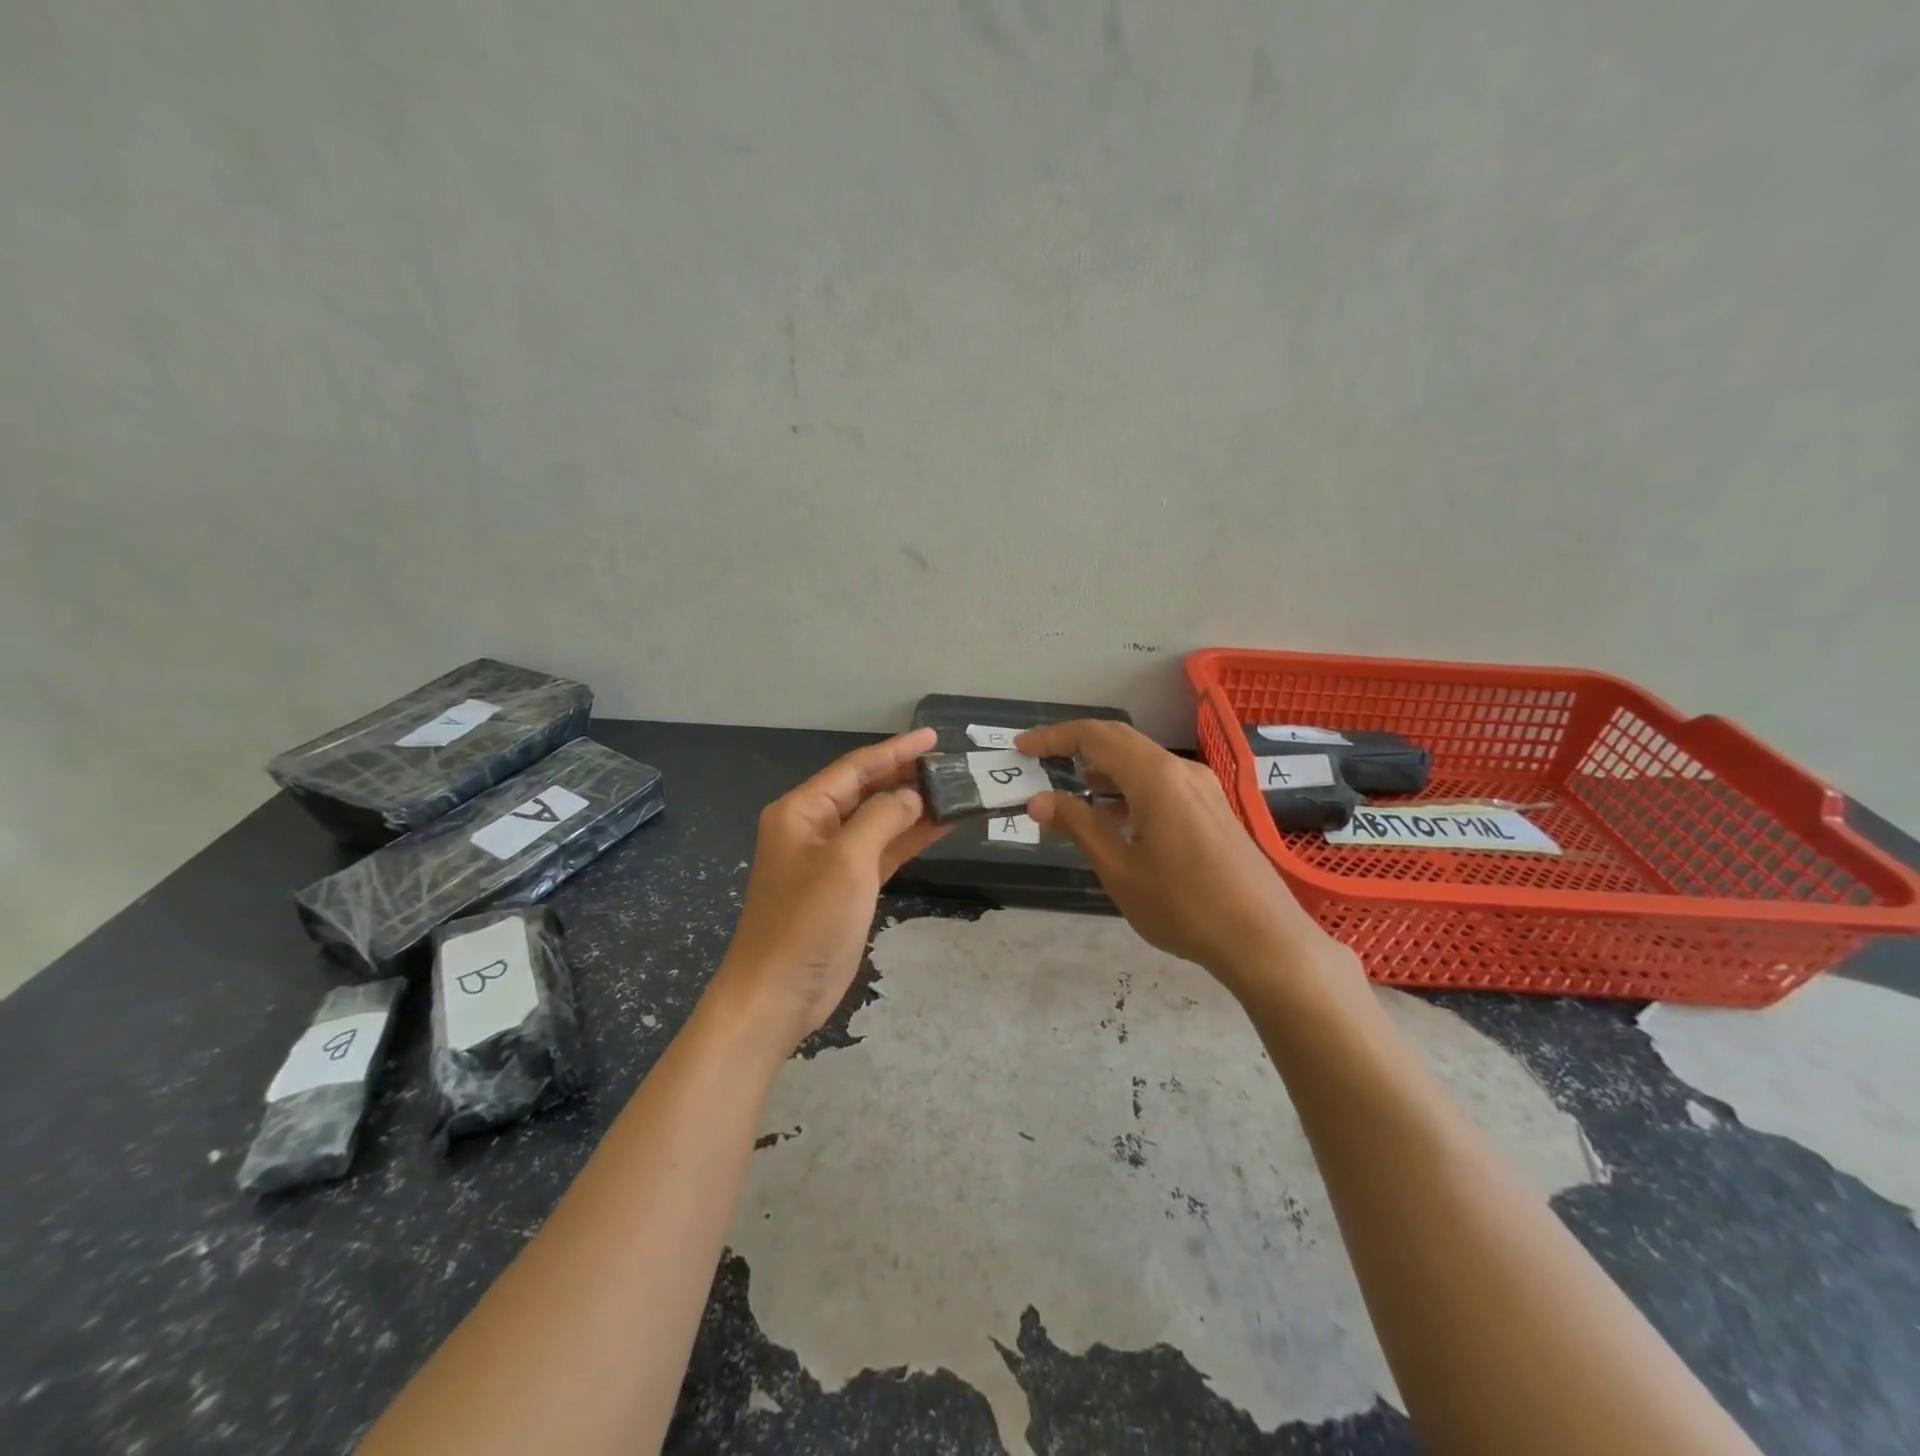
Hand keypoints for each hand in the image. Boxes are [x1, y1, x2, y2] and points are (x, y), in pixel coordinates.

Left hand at [707, 728, 949, 1053]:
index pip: (855, 768)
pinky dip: (909, 839)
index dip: (896, 751)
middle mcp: (814, 827)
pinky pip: (882, 850)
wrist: (777, 993)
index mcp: (802, 810)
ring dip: (913, 808)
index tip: (934, 738)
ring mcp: (831, 858)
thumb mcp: (847, 860)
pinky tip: (941, 827)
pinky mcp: (846, 886)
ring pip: (878, 820)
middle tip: (952, 766)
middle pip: (866, 790)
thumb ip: (882, 817)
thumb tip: (912, 795)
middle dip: (906, 777)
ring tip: (955, 791)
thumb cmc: (808, 920)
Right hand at [1017, 720, 1352, 996]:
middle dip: (1075, 746)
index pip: (1095, 736)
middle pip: (1120, 740)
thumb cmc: (1184, 906)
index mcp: (1156, 777)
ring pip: (1142, 761)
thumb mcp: (1120, 870)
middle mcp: (1181, 770)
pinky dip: (1129, 787)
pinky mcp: (1213, 808)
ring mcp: (1203, 788)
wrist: (1265, 940)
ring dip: (1103, 769)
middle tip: (1038, 763)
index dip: (1054, 738)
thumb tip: (1039, 800)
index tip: (1022, 749)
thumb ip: (1079, 826)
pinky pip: (1162, 781)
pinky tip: (1116, 817)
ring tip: (1071, 794)